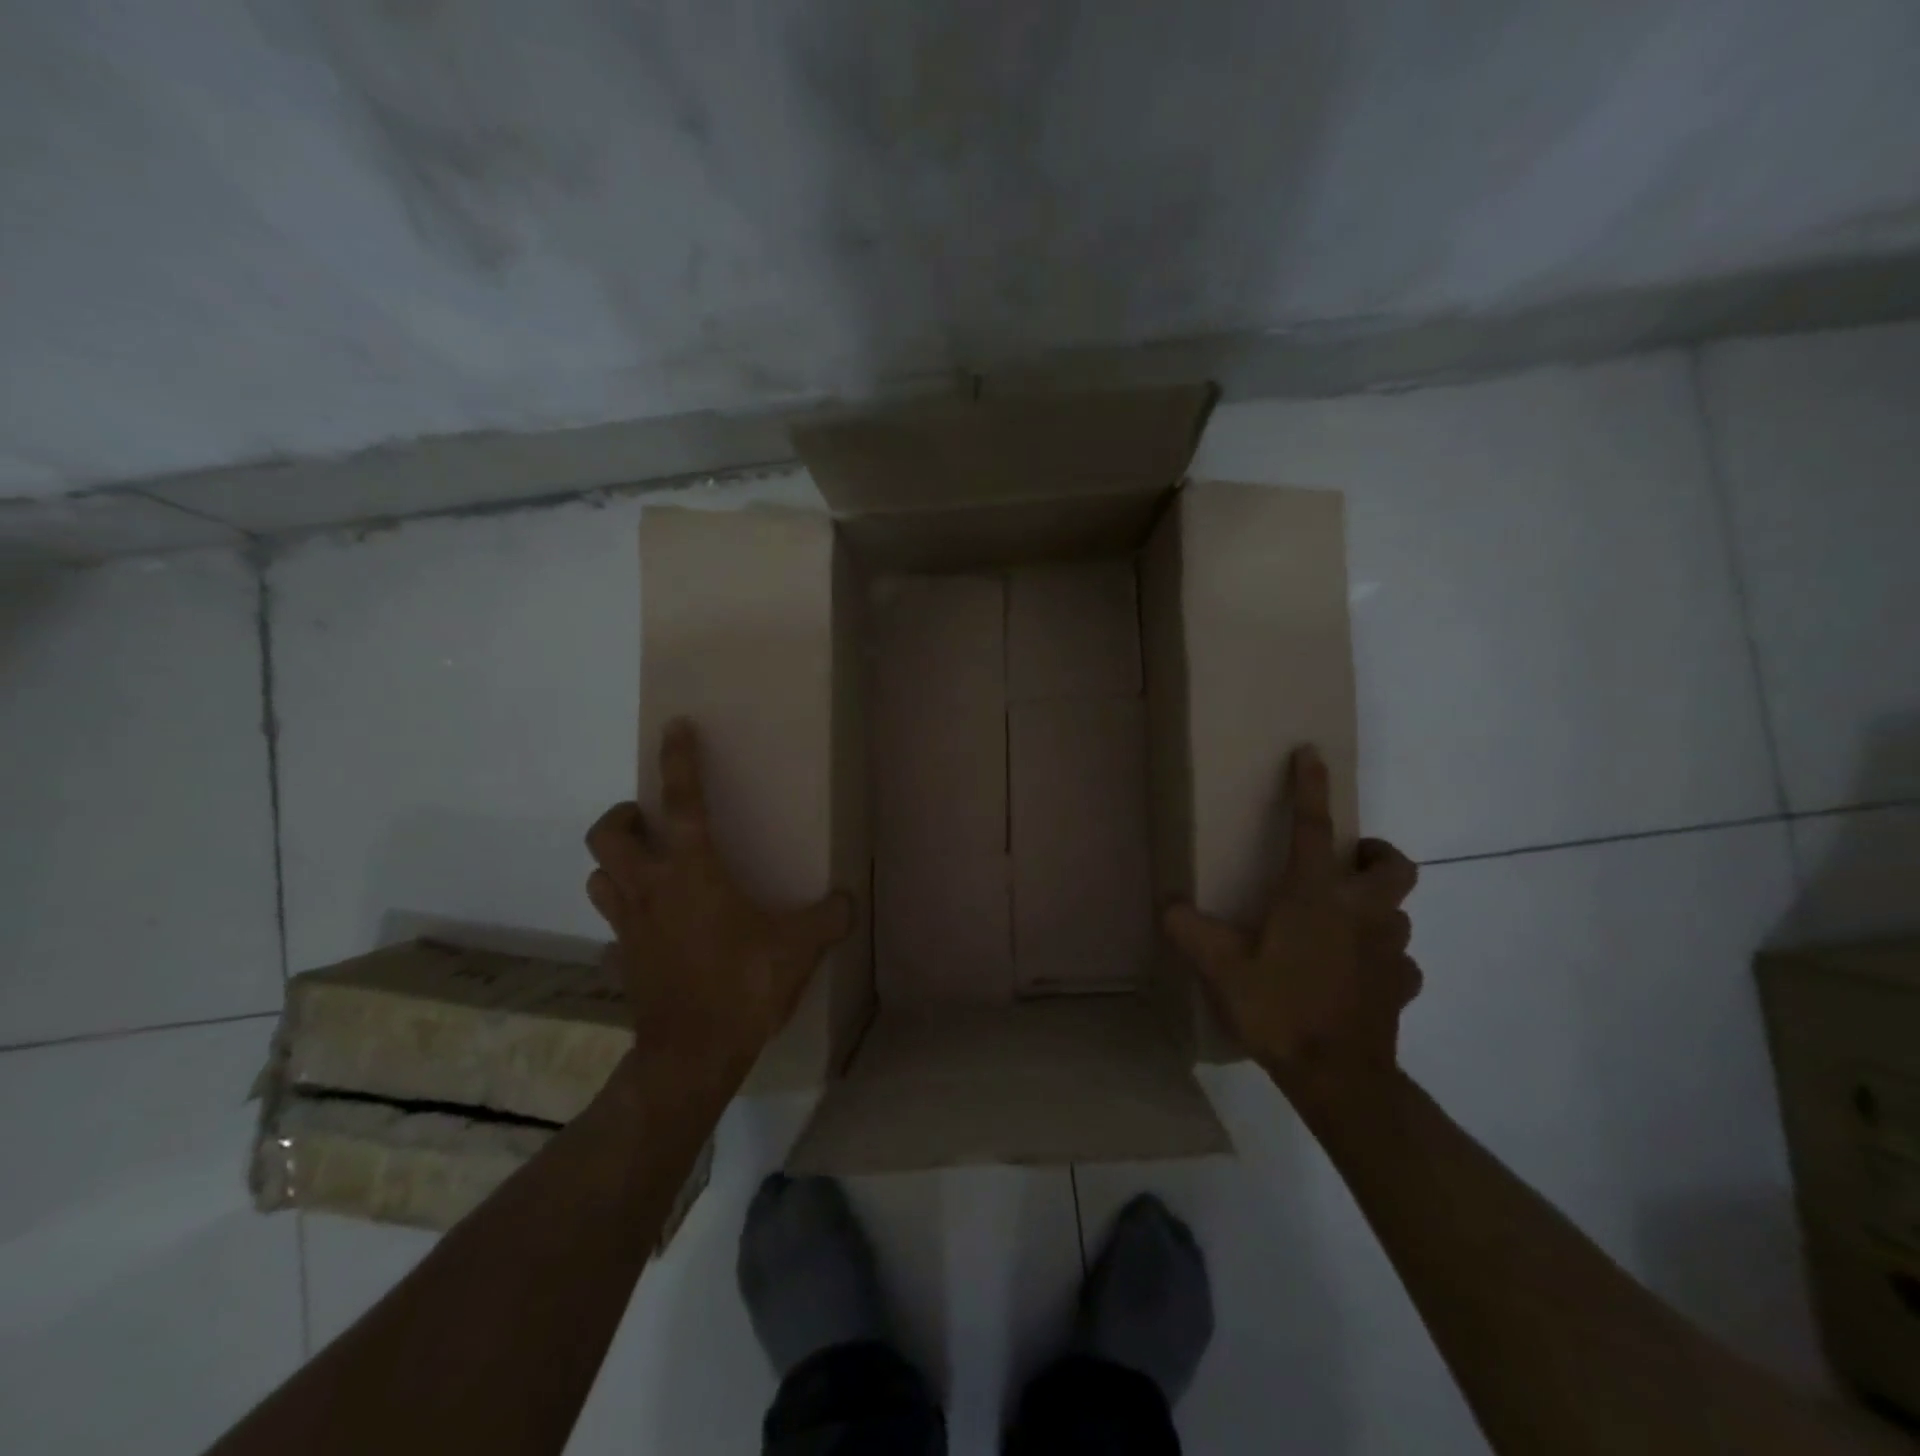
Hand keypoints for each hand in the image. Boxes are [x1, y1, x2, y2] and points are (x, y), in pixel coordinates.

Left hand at [585, 718, 853, 1091]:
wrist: (692, 1055)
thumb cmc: (743, 986)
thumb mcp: (799, 947)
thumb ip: (828, 917)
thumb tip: (847, 900)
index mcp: (693, 873)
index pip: (683, 803)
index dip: (680, 761)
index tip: (675, 728)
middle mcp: (651, 890)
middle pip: (608, 835)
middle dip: (623, 816)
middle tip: (651, 821)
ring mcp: (629, 927)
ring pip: (597, 878)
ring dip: (615, 865)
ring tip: (647, 869)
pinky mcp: (622, 961)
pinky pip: (613, 930)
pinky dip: (625, 922)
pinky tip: (650, 932)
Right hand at [1163, 745, 1421, 1104]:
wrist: (1340, 1079)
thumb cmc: (1280, 1010)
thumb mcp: (1221, 968)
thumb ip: (1189, 929)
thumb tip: (1167, 903)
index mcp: (1315, 897)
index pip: (1313, 828)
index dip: (1310, 787)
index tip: (1311, 753)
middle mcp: (1362, 913)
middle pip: (1394, 865)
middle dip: (1375, 853)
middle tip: (1347, 862)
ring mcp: (1390, 951)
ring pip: (1398, 912)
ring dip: (1375, 906)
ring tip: (1342, 922)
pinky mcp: (1403, 986)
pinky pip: (1400, 960)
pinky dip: (1382, 957)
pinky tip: (1357, 973)